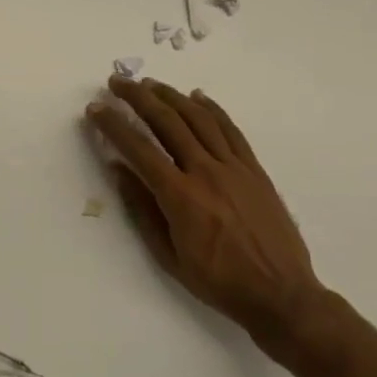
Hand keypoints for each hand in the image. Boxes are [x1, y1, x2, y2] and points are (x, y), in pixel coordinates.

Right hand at [86, 78, 335, 364]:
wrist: (281, 294)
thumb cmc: (218, 282)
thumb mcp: (169, 255)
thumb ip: (142, 209)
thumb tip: (119, 170)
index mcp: (180, 196)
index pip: (139, 149)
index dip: (114, 125)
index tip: (95, 109)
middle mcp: (206, 172)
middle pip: (167, 122)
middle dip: (138, 97)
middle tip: (117, 81)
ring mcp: (234, 167)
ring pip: (198, 118)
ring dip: (171, 96)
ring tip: (150, 83)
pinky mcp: (254, 169)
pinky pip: (231, 130)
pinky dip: (212, 109)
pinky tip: (197, 96)